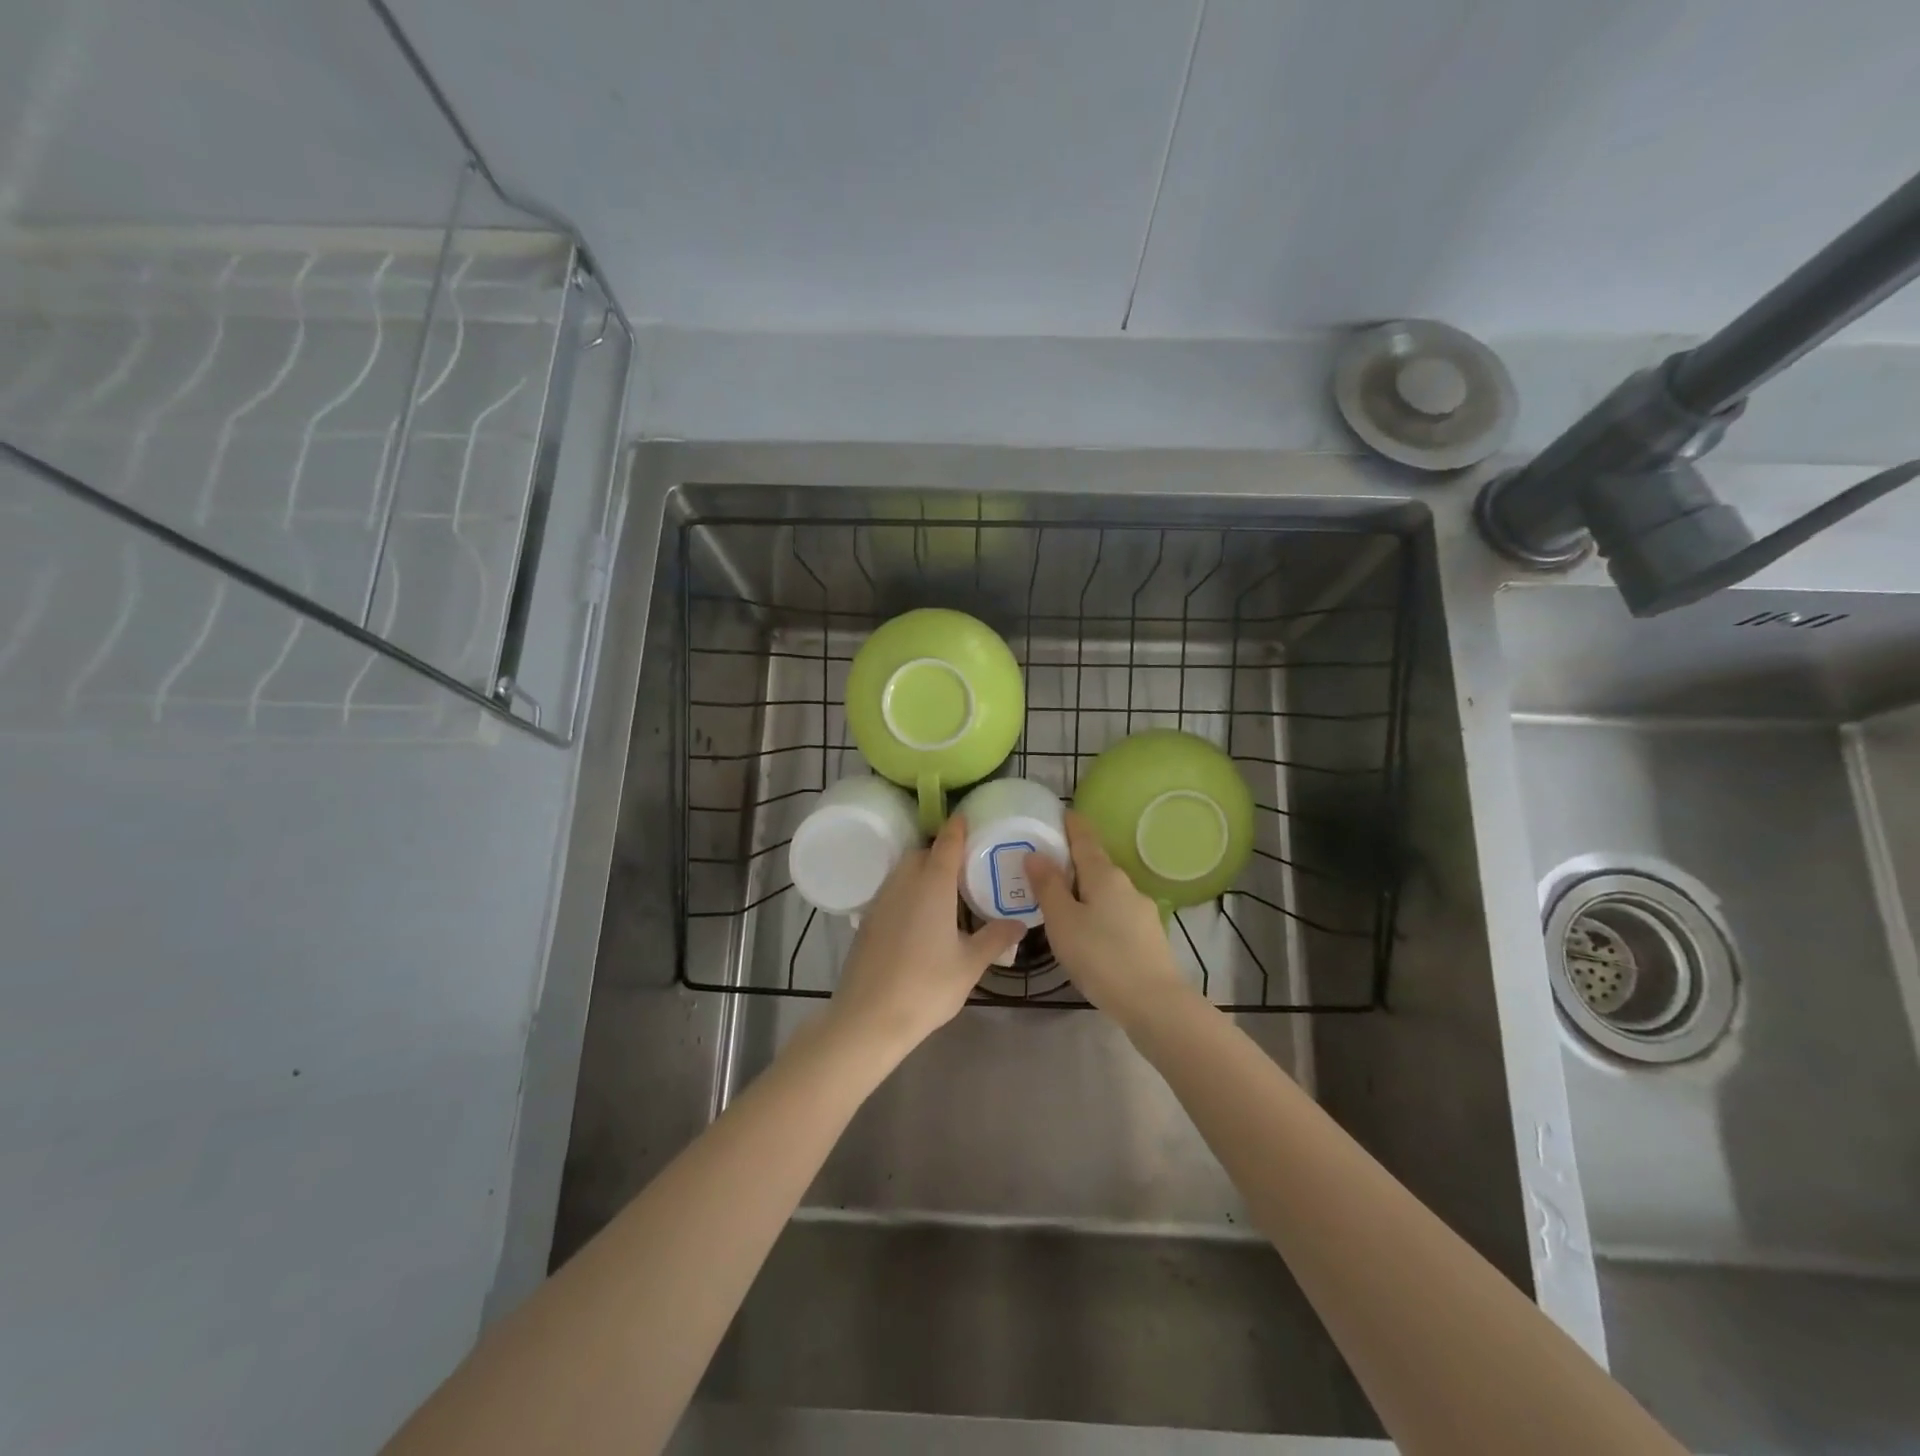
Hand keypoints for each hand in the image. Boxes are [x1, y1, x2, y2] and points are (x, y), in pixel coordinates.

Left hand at [828, 814, 1024, 1057]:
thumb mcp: (970, 964)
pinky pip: (892, 891)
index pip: (947, 843)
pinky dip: (908, 891)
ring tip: (945, 891)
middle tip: (964, 866)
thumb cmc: (926, 986)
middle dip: (941, 852)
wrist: (868, 1018)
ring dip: (922, 871)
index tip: (968, 817)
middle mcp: (904, 882)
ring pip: (903, 871)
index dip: (958, 828)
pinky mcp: (868, 920)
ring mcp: (881, 900)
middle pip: (922, 853)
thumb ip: (995, 938)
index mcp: (933, 884)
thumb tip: (1020, 923)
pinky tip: (920, 917)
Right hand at [1027, 811, 1191, 1023]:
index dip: (1071, 824)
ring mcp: (1141, 911)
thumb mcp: (1063, 921)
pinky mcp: (1148, 936)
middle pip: (1096, 863)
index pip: (1085, 837)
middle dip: (1072, 860)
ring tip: (1060, 902)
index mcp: (1104, 875)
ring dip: (1084, 889)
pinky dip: (1097, 912)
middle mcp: (1126, 885)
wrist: (1155, 1004)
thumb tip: (1035, 853)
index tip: (1058, 814)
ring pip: (1106, 891)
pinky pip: (1115, 913)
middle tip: (1044, 865)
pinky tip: (1087, 932)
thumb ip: (1048, 887)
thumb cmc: (1101, 957)